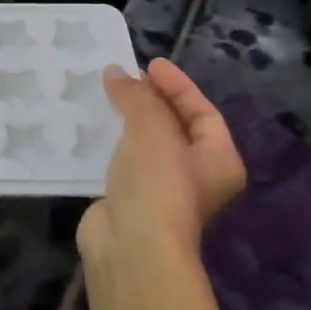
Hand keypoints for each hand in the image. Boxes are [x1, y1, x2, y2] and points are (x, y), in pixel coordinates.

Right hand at [76, 58, 245, 267]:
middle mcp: (196, 177)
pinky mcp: (129, 201)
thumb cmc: (157, 182)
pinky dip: (110, 143)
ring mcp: (161, 191)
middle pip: (176, 127)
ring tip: (104, 97)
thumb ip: (136, 96)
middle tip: (124, 78)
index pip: (202, 112)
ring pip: (146, 146)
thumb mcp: (152, 127)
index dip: (177, 86)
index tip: (148, 64)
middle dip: (151, 101)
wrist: (131, 245)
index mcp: (219, 160)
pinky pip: (122, 162)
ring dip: (127, 121)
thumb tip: (115, 72)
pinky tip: (91, 129)